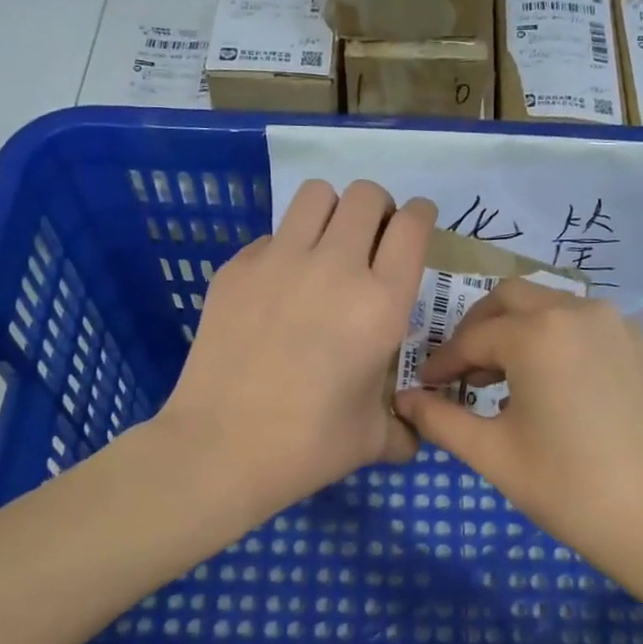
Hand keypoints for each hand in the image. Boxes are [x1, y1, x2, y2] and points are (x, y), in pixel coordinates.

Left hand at [158, 179, 435, 515]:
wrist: (222, 448)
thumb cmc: (308, 446)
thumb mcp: (373, 439)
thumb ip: (404, 427)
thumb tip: (413, 433)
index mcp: (381, 303)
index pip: (412, 225)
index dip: (420, 215)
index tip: (417, 224)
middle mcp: (334, 267)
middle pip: (366, 195)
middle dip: (378, 209)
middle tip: (372, 241)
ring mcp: (279, 261)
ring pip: (316, 194)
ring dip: (332, 211)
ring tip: (327, 247)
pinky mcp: (236, 268)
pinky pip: (271, 235)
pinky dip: (285, 248)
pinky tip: (279, 289)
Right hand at [393, 278, 642, 572]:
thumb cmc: (567, 487)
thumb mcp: (492, 453)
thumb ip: (440, 419)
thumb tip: (403, 400)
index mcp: (537, 333)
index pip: (471, 338)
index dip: (441, 363)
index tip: (424, 387)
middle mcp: (577, 310)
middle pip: (509, 299)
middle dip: (476, 329)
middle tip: (458, 370)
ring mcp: (614, 323)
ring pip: (547, 305)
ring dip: (515, 330)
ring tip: (500, 379)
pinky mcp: (638, 343)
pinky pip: (580, 322)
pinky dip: (551, 337)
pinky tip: (547, 382)